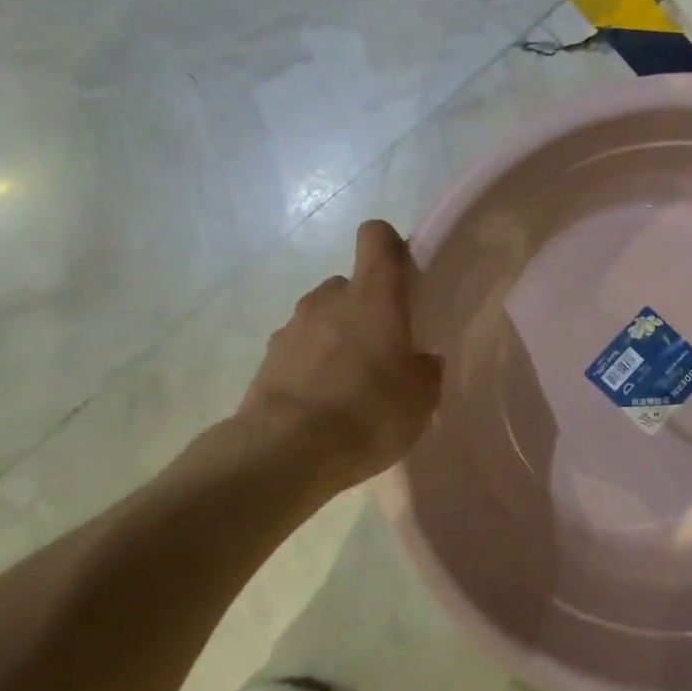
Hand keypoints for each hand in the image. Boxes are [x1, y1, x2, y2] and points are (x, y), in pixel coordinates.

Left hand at [175, 220, 442, 505]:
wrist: (285, 453)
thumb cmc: (369, 413)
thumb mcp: (421, 398)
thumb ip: (425, 368)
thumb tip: (420, 359)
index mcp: (372, 295)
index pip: (376, 237)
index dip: (390, 247)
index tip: (402, 276)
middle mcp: (328, 299)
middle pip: (350, 285)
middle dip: (365, 309)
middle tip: (382, 350)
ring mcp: (291, 328)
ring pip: (322, 320)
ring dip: (336, 339)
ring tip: (350, 385)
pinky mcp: (266, 360)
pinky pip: (299, 351)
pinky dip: (311, 367)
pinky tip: (323, 406)